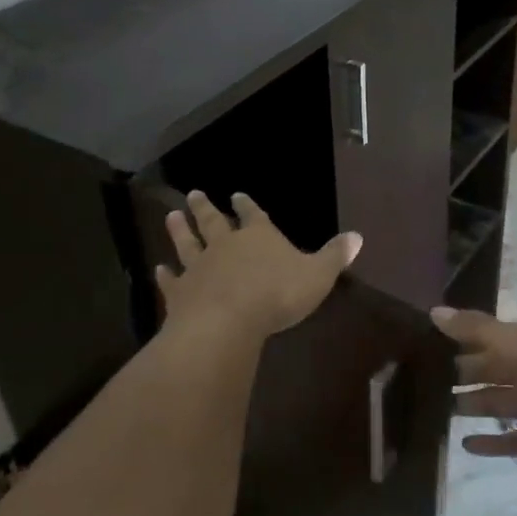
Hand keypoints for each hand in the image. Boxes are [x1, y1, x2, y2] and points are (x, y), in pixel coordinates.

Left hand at [157, 191, 360, 338]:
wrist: (227, 321)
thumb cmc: (277, 294)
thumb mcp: (317, 275)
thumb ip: (334, 256)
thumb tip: (358, 236)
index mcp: (259, 237)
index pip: (253, 215)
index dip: (246, 205)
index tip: (236, 194)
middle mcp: (225, 246)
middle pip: (213, 222)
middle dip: (205, 208)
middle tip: (193, 194)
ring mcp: (199, 267)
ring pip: (188, 243)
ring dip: (180, 230)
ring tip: (171, 216)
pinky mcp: (181, 292)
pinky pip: (172, 280)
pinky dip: (165, 274)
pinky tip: (158, 269)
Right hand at [431, 307, 516, 486]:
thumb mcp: (514, 345)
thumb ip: (475, 329)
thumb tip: (434, 311)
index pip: (495, 333)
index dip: (467, 336)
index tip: (434, 342)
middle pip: (496, 367)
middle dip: (467, 371)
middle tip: (430, 378)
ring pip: (503, 401)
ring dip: (476, 404)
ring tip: (443, 410)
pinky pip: (514, 438)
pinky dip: (493, 442)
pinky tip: (466, 445)